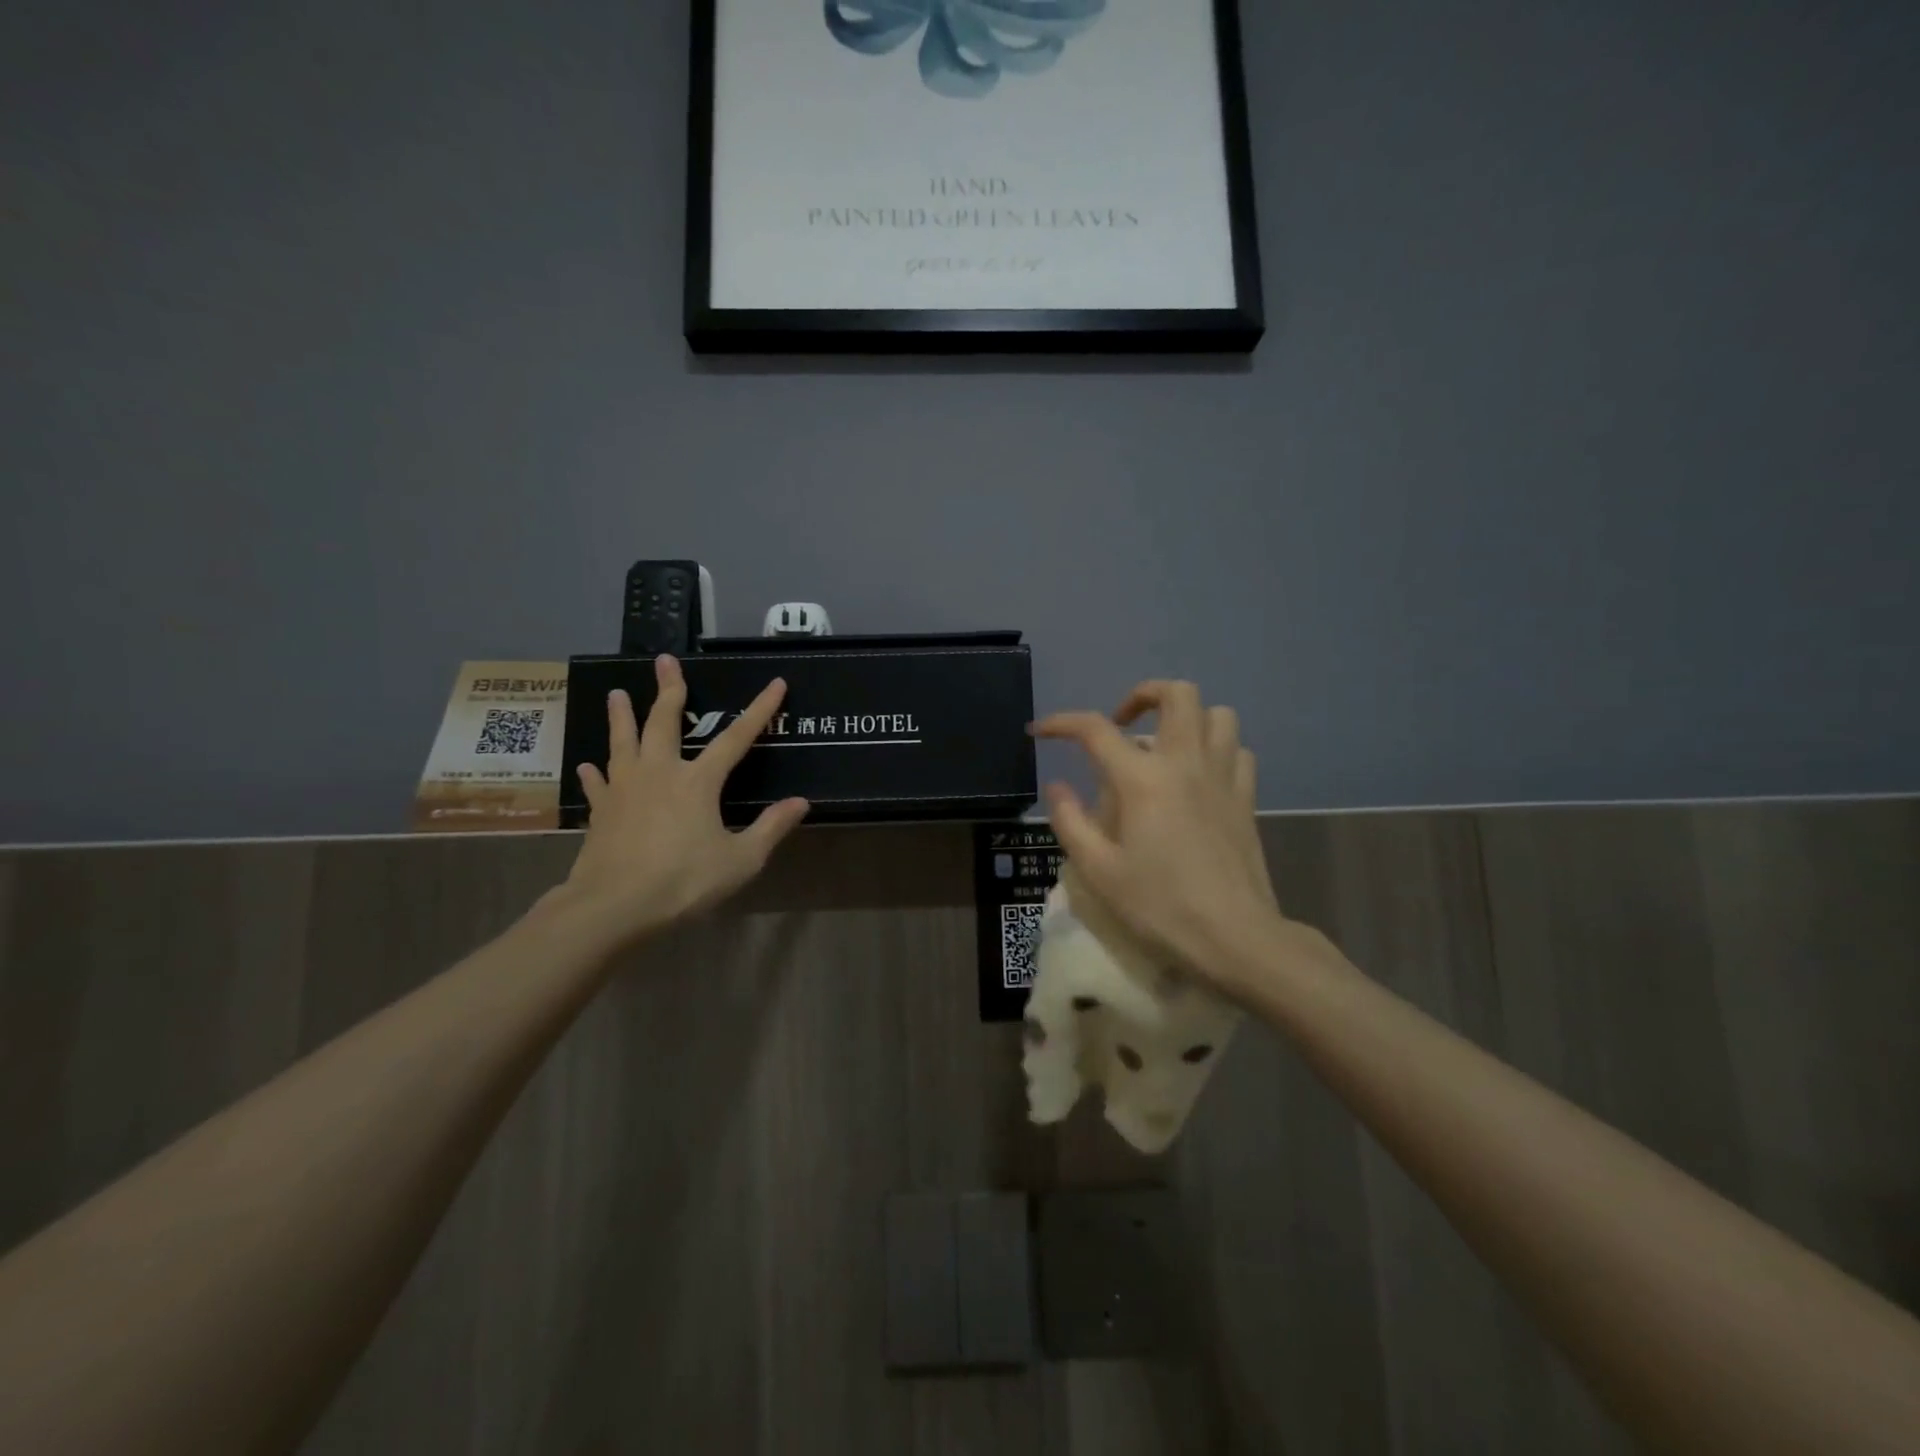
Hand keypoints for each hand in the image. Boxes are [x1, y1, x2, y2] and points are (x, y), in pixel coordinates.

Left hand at [553, 655, 808, 948]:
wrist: (614, 906)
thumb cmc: (683, 881)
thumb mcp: (741, 860)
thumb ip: (771, 828)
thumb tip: (801, 802)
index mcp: (698, 781)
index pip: (736, 738)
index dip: (760, 710)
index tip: (775, 683)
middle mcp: (659, 773)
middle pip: (663, 722)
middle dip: (668, 690)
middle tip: (664, 661)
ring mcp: (625, 788)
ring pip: (623, 742)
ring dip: (621, 716)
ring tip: (616, 693)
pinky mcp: (601, 810)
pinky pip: (598, 783)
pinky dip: (595, 772)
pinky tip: (589, 765)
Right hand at [1033, 680, 1286, 987]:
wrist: (1235, 937)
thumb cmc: (1160, 906)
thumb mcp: (1099, 871)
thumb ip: (1070, 822)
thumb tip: (1057, 787)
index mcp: (1143, 779)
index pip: (1095, 730)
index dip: (1061, 723)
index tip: (1040, 732)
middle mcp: (1185, 763)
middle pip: (1177, 694)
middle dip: (1142, 695)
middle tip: (1121, 723)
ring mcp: (1223, 777)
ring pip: (1217, 714)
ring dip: (1187, 717)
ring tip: (1164, 743)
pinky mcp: (1247, 798)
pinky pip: (1237, 750)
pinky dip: (1216, 748)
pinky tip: (1200, 773)